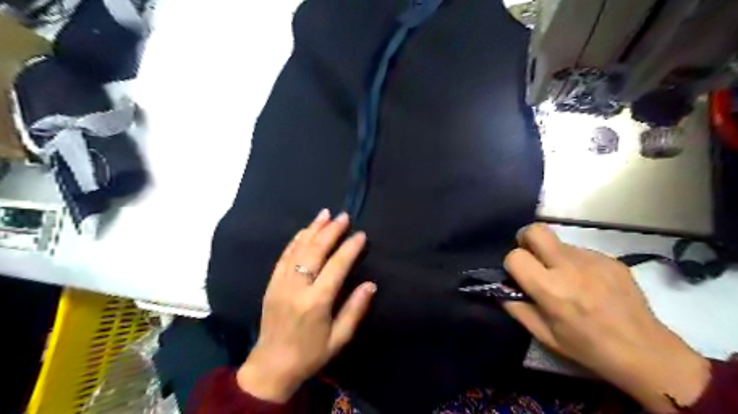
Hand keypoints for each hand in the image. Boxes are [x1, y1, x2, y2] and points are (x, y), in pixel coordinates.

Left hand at [237, 210, 376, 401]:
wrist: (271, 365)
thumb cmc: (311, 353)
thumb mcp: (339, 338)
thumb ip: (355, 310)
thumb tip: (371, 284)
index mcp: (316, 302)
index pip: (336, 266)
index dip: (349, 248)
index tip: (360, 235)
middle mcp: (297, 287)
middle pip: (315, 251)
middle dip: (331, 231)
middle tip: (343, 216)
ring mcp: (281, 283)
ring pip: (298, 249)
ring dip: (313, 229)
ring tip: (325, 214)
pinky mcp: (271, 283)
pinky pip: (284, 256)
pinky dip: (295, 240)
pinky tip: (305, 230)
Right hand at [502, 225, 707, 411]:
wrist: (645, 351)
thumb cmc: (587, 347)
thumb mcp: (543, 334)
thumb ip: (515, 307)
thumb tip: (501, 286)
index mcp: (550, 289)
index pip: (515, 256)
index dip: (512, 264)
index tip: (520, 276)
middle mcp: (570, 267)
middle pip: (536, 231)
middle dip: (526, 239)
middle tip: (532, 257)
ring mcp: (593, 260)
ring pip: (558, 242)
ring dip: (553, 255)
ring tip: (567, 279)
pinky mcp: (610, 259)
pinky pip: (580, 251)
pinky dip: (575, 263)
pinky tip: (588, 283)